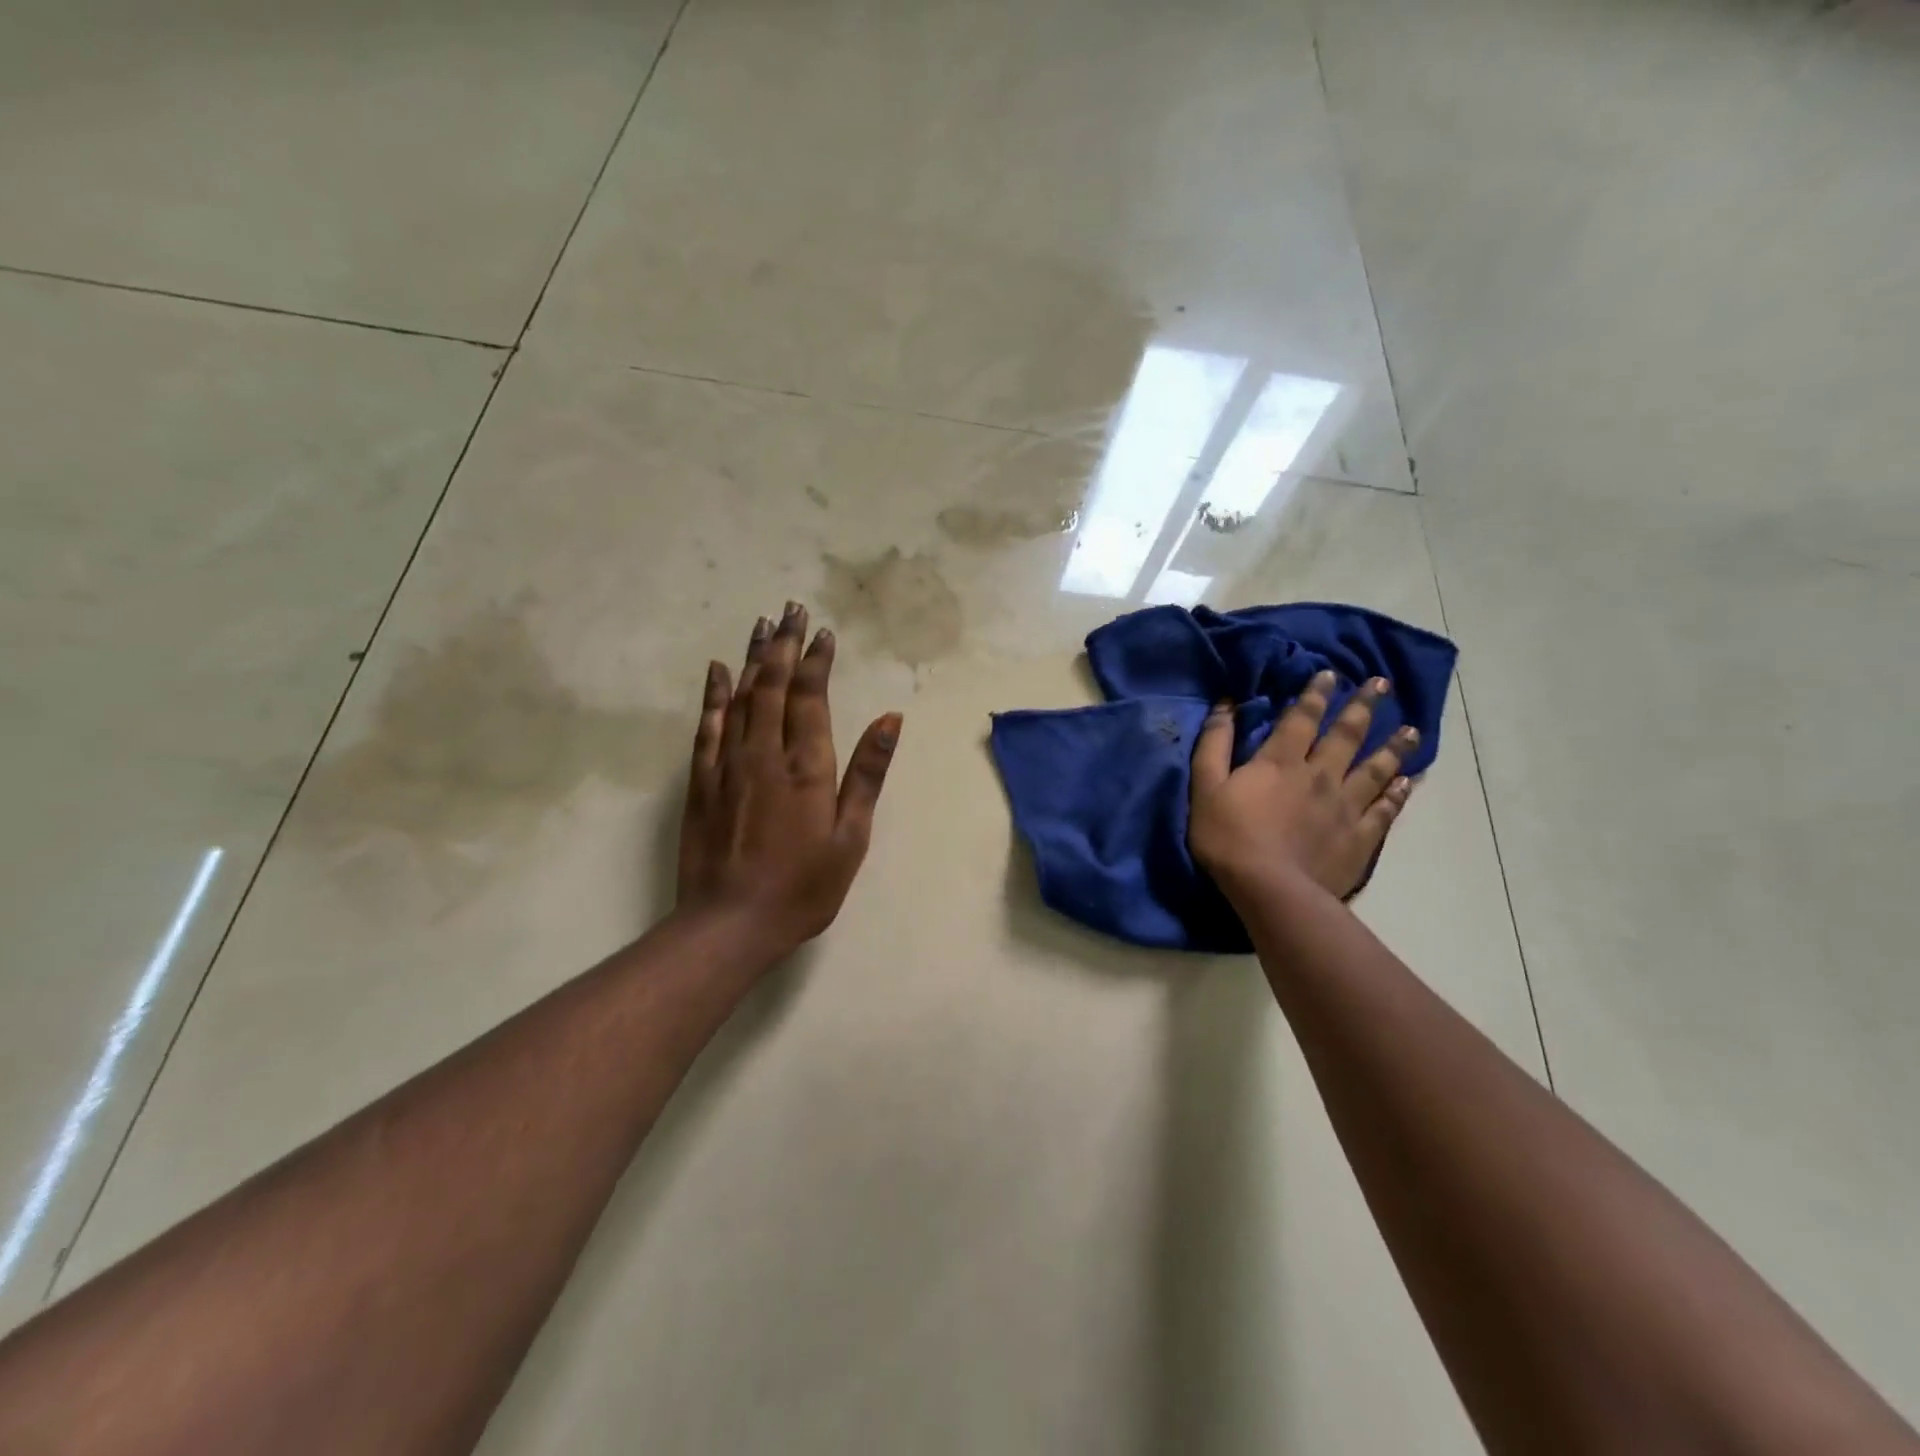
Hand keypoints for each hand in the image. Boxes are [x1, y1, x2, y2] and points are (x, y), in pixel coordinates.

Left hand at [676, 603, 901, 959]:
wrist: (730, 924)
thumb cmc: (804, 886)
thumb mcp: (851, 837)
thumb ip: (867, 774)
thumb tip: (889, 719)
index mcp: (807, 766)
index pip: (811, 697)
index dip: (817, 661)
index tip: (823, 632)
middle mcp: (765, 753)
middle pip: (774, 685)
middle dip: (785, 645)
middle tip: (791, 610)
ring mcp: (728, 764)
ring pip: (741, 697)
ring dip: (754, 658)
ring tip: (762, 624)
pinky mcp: (701, 781)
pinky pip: (707, 726)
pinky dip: (714, 694)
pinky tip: (718, 671)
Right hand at [1188, 671, 1417, 902]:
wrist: (1269, 889)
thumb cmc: (1228, 836)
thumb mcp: (1206, 786)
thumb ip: (1214, 744)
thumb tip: (1225, 704)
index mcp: (1281, 761)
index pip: (1302, 717)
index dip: (1316, 694)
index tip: (1331, 673)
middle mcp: (1320, 775)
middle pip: (1347, 735)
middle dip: (1363, 707)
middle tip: (1382, 684)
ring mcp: (1345, 807)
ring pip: (1375, 769)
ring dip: (1392, 747)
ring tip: (1410, 730)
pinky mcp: (1359, 838)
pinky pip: (1383, 810)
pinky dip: (1396, 794)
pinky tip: (1405, 782)